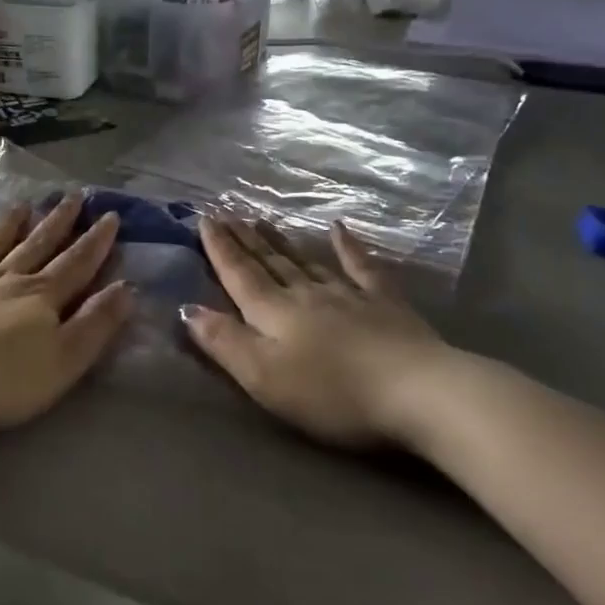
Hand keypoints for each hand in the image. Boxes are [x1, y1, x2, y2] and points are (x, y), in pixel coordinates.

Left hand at [0, 194, 133, 436]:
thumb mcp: (64, 361)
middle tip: (72, 196)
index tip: (109, 215)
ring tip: (23, 204)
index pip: (75, 263)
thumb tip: (126, 288)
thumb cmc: (1, 381)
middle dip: (57, 222)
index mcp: (39, 297)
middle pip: (36, 245)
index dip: (95, 241)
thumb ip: (96, 324)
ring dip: (9, 224)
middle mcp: (3, 279)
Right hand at [183, 217, 477, 451]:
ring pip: (306, 261)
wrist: (417, 391)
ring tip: (262, 219)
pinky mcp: (385, 304)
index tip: (205, 218)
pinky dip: (348, 247)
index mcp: (274, 313)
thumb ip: (225, 342)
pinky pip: (361, 267)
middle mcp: (306, 295)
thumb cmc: (332, 392)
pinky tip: (340, 228)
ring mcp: (348, 295)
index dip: (219, 248)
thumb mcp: (264, 377)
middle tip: (227, 211)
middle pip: (269, 263)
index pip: (239, 275)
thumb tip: (188, 308)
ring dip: (281, 241)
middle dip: (244, 239)